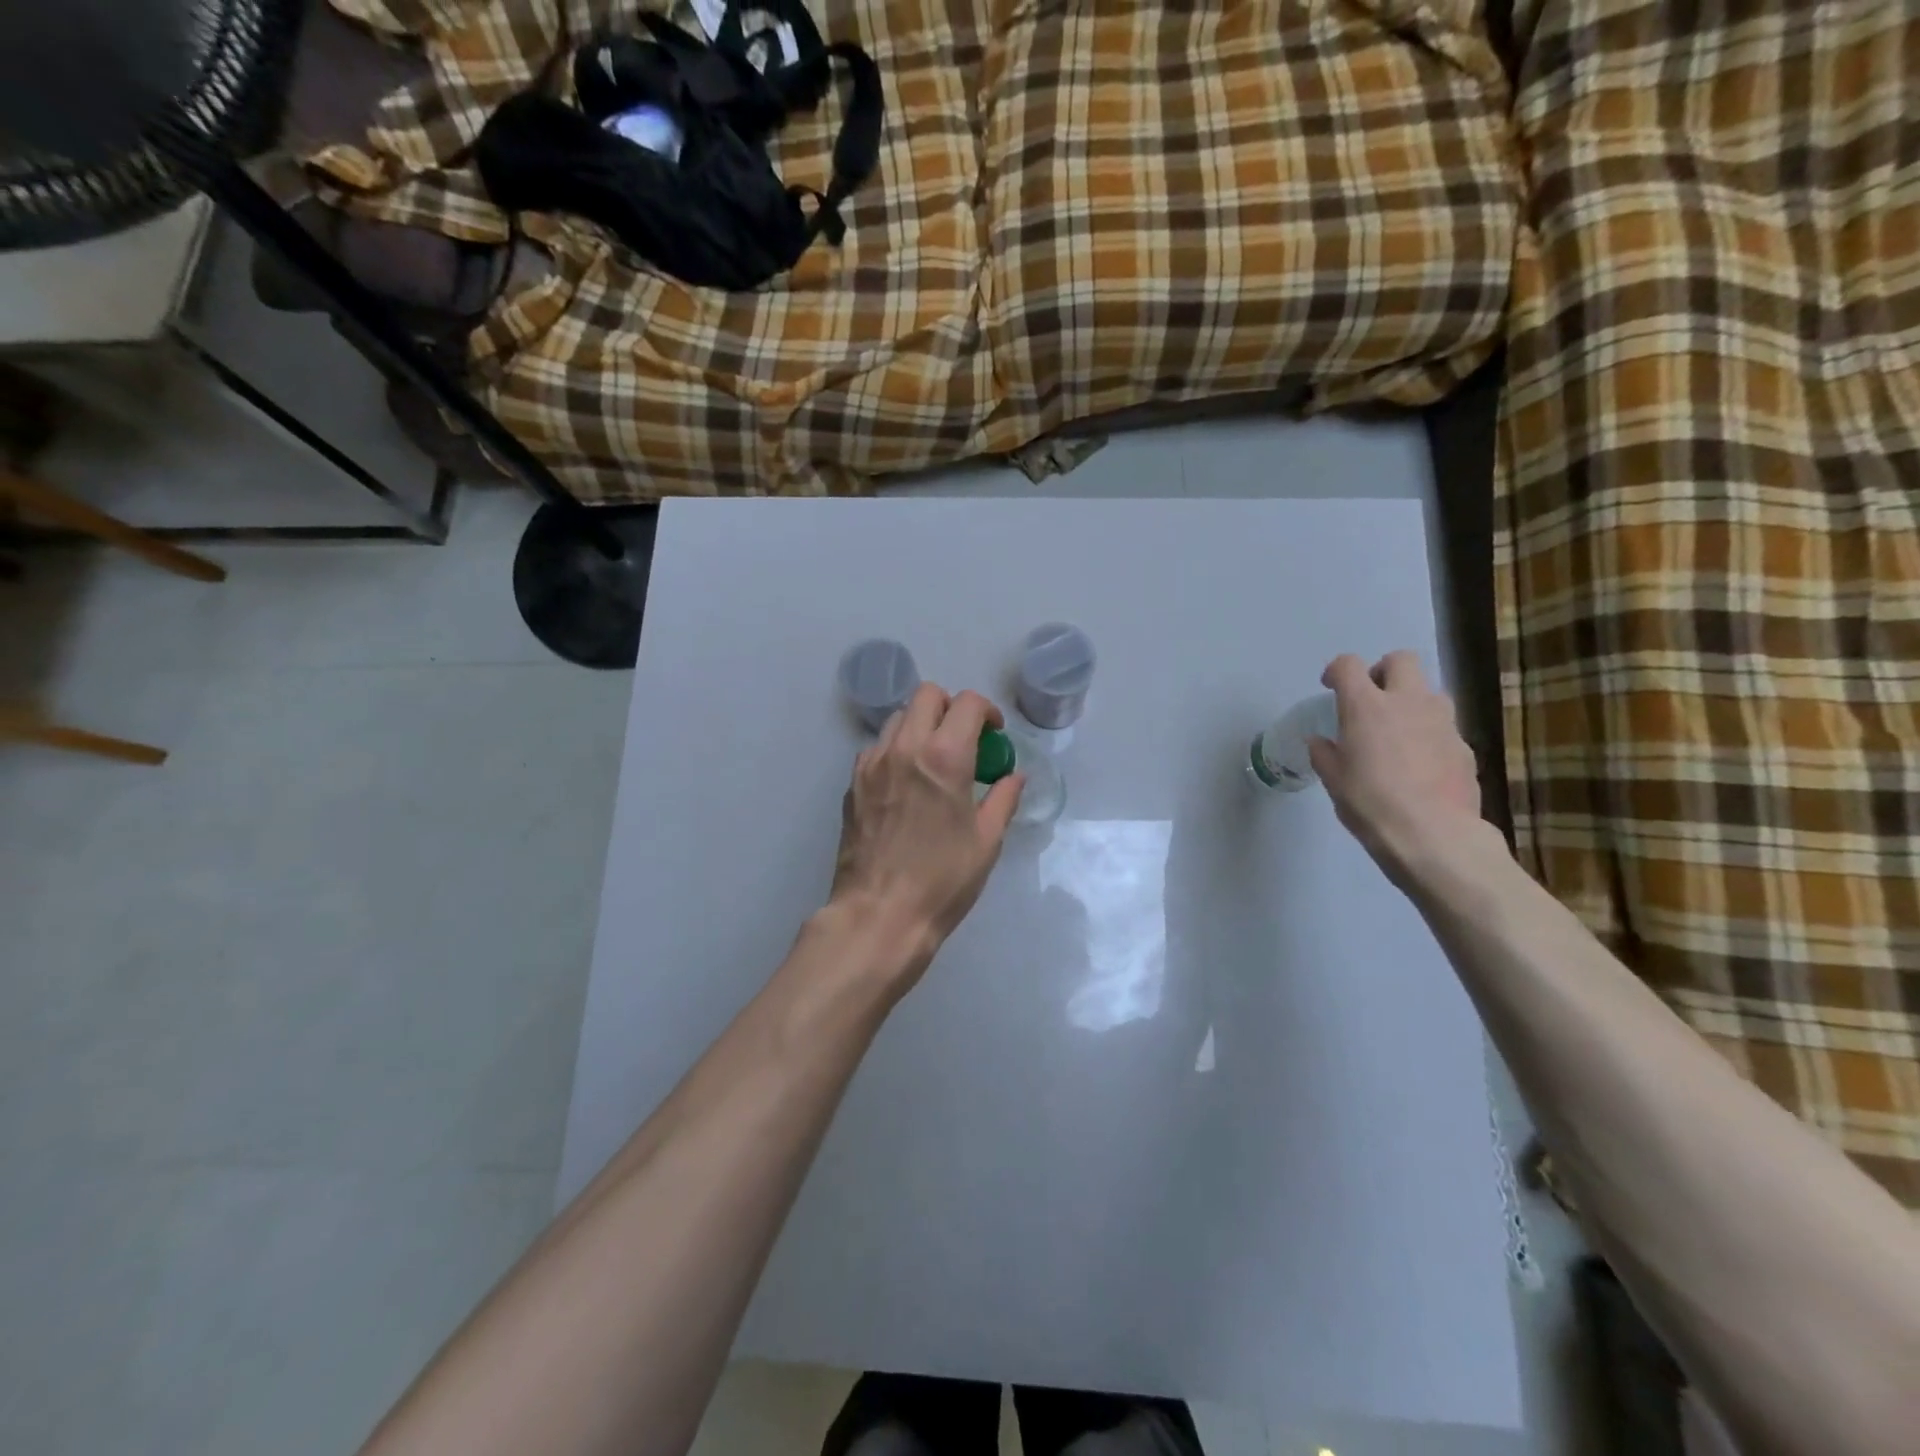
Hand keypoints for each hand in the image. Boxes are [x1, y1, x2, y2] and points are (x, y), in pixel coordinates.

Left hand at [826, 683, 1024, 983]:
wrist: (879, 915)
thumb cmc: (942, 881)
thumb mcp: (986, 841)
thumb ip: (1003, 799)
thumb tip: (1014, 776)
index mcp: (944, 757)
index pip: (966, 703)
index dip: (986, 711)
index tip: (994, 734)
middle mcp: (905, 748)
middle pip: (926, 696)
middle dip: (950, 707)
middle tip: (964, 739)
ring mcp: (872, 763)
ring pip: (897, 718)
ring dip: (920, 726)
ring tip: (933, 760)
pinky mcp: (853, 783)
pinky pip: (877, 748)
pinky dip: (896, 750)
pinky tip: (906, 783)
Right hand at [1308, 651, 1487, 882]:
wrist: (1433, 835)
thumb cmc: (1370, 803)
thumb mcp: (1333, 779)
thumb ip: (1325, 753)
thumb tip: (1321, 741)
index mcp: (1366, 706)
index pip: (1348, 665)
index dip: (1336, 671)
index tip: (1330, 687)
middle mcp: (1407, 702)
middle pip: (1401, 660)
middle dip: (1384, 671)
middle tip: (1371, 697)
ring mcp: (1442, 722)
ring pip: (1429, 690)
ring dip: (1411, 700)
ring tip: (1397, 730)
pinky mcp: (1464, 746)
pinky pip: (1443, 726)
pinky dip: (1429, 733)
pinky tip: (1419, 763)